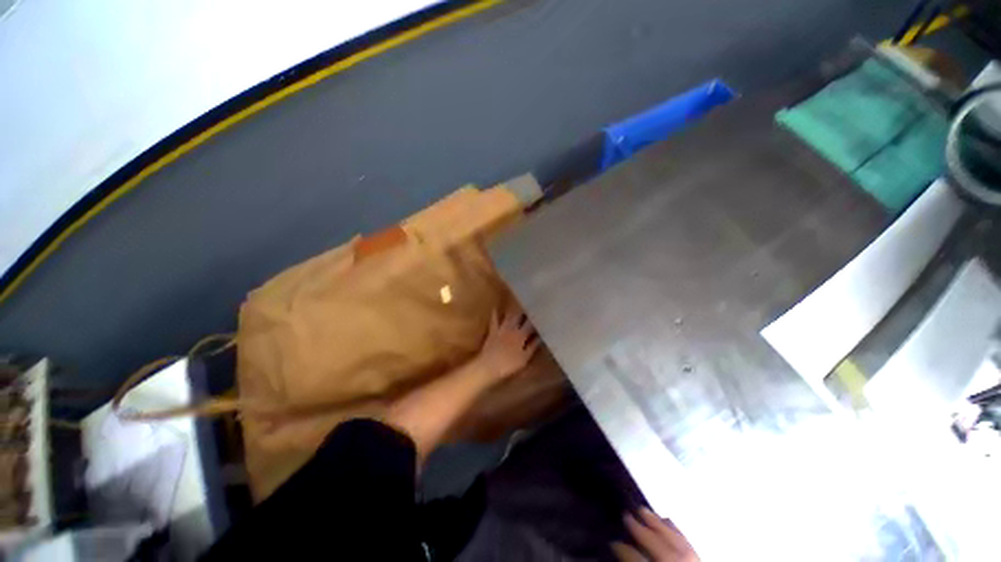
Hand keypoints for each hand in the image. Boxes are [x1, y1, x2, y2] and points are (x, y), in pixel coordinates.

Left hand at [475, 305, 540, 381]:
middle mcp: (512, 328)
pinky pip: (494, 320)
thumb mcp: (524, 358)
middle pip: (520, 316)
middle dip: (526, 312)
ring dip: (514, 311)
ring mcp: (501, 328)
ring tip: (519, 305)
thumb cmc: (508, 365)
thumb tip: (541, 336)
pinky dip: (495, 313)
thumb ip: (533, 346)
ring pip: (509, 316)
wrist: (488, 366)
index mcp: (521, 335)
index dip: (537, 319)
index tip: (541, 314)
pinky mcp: (492, 331)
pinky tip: (496, 307)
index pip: (531, 324)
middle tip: (531, 308)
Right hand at [612, 508, 698, 561]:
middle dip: (641, 531)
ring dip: (658, 524)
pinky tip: (666, 520)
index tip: (612, 542)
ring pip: (676, 543)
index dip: (624, 551)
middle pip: (661, 549)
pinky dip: (676, 530)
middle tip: (626, 515)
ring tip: (642, 509)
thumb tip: (618, 555)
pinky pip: (688, 544)